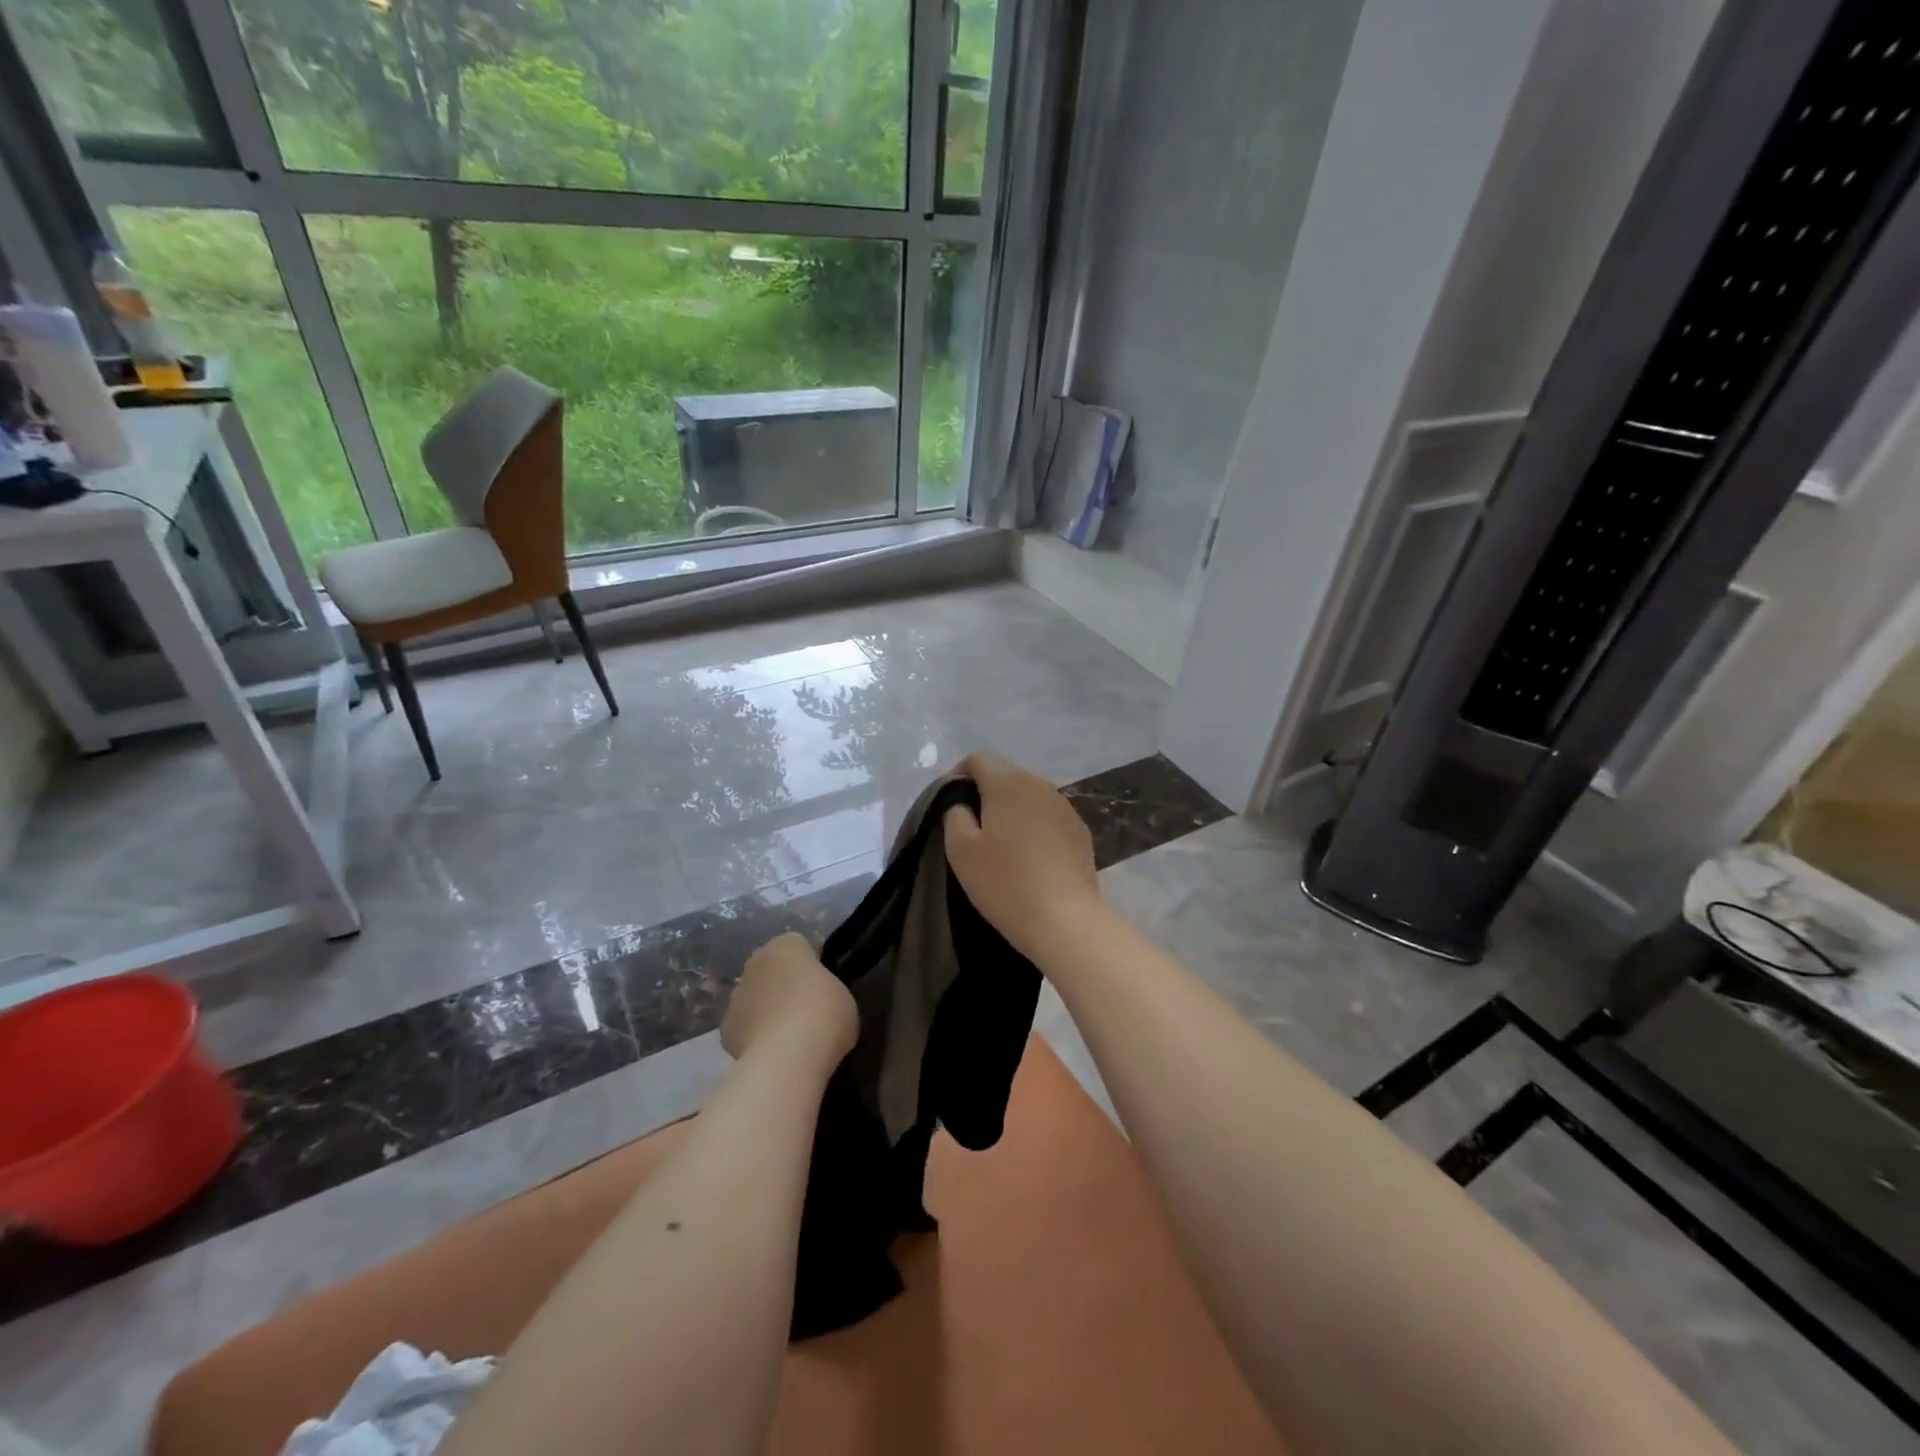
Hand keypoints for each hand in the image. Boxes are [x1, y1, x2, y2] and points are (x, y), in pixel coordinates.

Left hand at [722, 933, 857, 1065]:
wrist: (786, 1058)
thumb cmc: (824, 1015)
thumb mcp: (843, 997)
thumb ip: (826, 991)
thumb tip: (818, 1003)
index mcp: (786, 945)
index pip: (798, 948)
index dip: (811, 968)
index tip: (822, 989)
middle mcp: (756, 962)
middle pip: (771, 971)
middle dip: (783, 987)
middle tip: (807, 1013)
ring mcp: (736, 995)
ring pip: (754, 998)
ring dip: (766, 1011)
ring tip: (789, 1040)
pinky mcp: (725, 1029)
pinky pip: (745, 1028)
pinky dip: (754, 1038)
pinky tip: (772, 1055)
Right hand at [943, 752, 1108, 965]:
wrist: (1064, 919)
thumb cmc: (1004, 881)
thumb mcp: (960, 849)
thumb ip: (954, 814)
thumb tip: (962, 804)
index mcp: (1008, 781)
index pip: (977, 759)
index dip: (958, 776)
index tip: (948, 805)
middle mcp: (1040, 784)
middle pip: (1005, 775)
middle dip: (985, 793)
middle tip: (970, 827)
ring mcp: (1065, 807)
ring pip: (1028, 796)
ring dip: (1011, 811)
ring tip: (999, 843)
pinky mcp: (1080, 831)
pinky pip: (1047, 817)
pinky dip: (1033, 827)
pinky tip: (1028, 857)